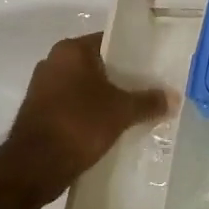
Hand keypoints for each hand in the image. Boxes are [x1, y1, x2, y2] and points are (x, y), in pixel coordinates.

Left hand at [3, 34, 168, 201]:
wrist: (34, 166)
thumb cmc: (79, 124)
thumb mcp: (122, 111)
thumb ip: (148, 101)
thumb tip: (173, 97)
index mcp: (70, 50)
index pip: (109, 41)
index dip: (132, 54)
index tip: (152, 68)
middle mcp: (53, 62)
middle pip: (97, 65)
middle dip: (120, 79)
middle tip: (147, 91)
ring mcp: (42, 88)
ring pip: (84, 87)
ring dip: (104, 98)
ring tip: (132, 111)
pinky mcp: (39, 112)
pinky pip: (72, 106)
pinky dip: (89, 114)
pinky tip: (109, 128)